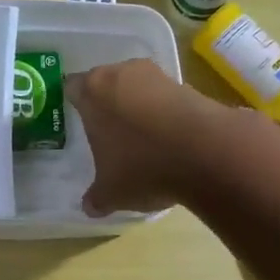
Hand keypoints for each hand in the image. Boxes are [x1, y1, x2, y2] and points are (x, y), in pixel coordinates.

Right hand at [68, 59, 234, 215]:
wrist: (207, 153)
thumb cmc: (142, 165)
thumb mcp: (111, 192)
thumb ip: (96, 197)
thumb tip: (90, 206)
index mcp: (93, 90)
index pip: (72, 88)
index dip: (73, 104)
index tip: (77, 123)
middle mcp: (123, 73)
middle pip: (107, 85)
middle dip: (106, 106)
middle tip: (105, 134)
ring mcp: (158, 76)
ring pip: (138, 90)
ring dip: (137, 109)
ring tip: (138, 141)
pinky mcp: (189, 86)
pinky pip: (165, 101)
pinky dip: (163, 116)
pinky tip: (167, 142)